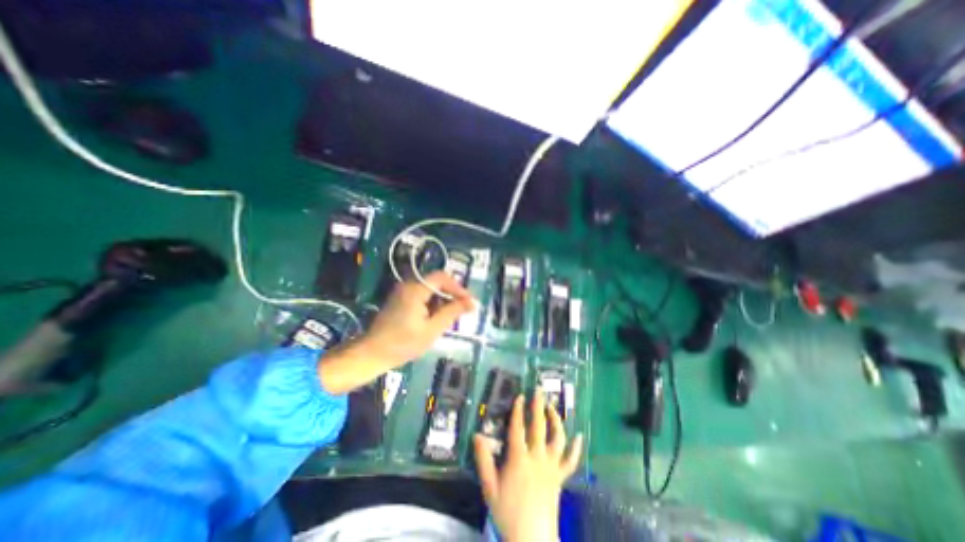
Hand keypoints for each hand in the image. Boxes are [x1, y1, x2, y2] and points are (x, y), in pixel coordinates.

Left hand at [356, 272, 476, 365]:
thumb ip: (452, 313)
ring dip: (443, 300)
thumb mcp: (432, 330)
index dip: (458, 287)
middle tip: (463, 310)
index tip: (469, 301)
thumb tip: (472, 303)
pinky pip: (423, 295)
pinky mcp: (401, 299)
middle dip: (451, 295)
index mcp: (415, 290)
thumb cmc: (403, 344)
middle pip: (436, 282)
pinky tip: (436, 318)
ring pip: (430, 289)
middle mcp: (408, 285)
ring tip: (451, 317)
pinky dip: (433, 304)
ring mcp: (403, 292)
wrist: (372, 354)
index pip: (442, 277)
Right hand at [474, 392, 580, 539]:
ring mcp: (552, 466)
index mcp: (519, 458)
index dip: (518, 410)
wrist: (532, 540)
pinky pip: (571, 461)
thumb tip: (476, 435)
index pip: (518, 427)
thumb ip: (483, 460)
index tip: (520, 395)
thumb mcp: (490, 487)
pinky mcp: (560, 477)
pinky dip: (576, 448)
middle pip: (539, 426)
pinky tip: (580, 436)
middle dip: (539, 406)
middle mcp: (537, 457)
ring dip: (556, 420)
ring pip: (557, 438)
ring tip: (553, 408)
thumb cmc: (508, 512)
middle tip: (539, 390)